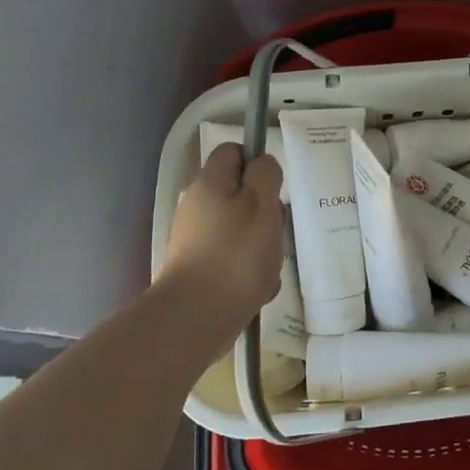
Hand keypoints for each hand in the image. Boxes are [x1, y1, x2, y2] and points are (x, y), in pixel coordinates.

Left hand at [162, 143, 285, 326]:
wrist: (196, 317)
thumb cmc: (236, 253)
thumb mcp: (262, 203)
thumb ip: (266, 175)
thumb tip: (261, 164)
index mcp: (210, 182)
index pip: (233, 152)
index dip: (256, 162)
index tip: (274, 187)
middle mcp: (197, 206)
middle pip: (240, 194)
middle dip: (265, 211)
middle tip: (275, 230)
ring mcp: (195, 240)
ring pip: (241, 229)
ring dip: (261, 244)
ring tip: (268, 266)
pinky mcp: (198, 270)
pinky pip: (233, 260)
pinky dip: (249, 271)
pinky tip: (258, 289)